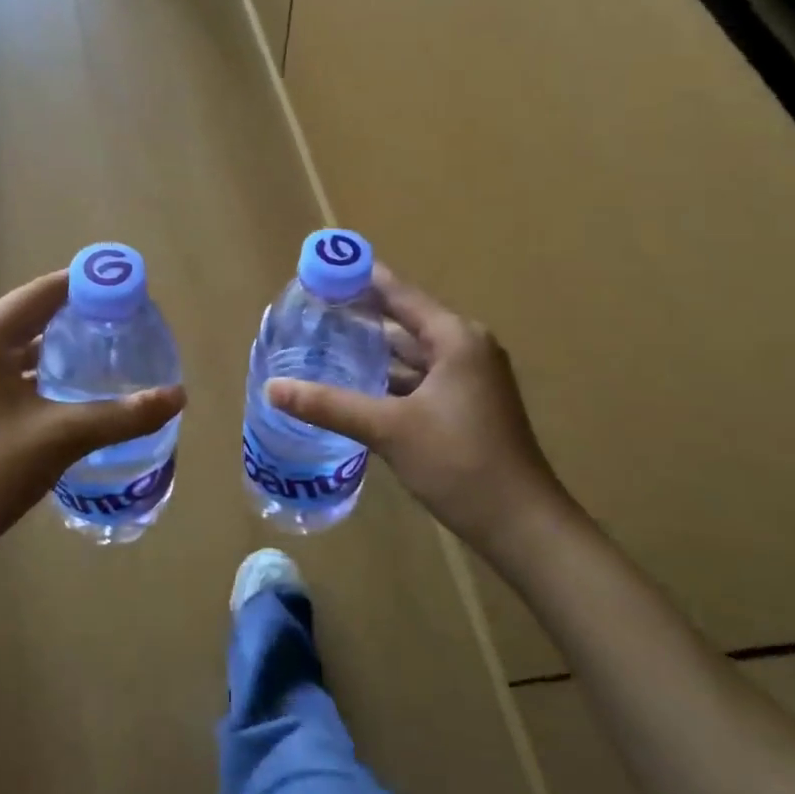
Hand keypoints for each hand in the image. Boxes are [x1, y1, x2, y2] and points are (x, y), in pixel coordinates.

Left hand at [0, 271, 185, 565]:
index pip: (47, 291)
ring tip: (110, 355)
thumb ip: (122, 415)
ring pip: (20, 345)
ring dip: (60, 348)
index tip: (134, 293)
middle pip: (34, 314)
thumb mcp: (60, 438)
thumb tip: (178, 396)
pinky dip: (39, 372)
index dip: (92, 287)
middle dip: (81, 318)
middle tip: (130, 328)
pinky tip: (72, 390)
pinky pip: (6, 370)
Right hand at [266, 267, 566, 554]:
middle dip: (362, 314)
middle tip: (314, 307)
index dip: (361, 278)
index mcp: (455, 338)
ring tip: (326, 340)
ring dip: (375, 348)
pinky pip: (420, 378)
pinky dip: (390, 377)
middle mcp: (465, 348)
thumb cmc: (459, 463)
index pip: (400, 294)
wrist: (522, 525)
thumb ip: (329, 405)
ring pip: (412, 353)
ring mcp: (469, 379)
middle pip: (405, 320)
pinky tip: (356, 383)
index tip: (323, 268)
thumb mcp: (389, 429)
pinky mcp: (466, 406)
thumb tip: (272, 388)